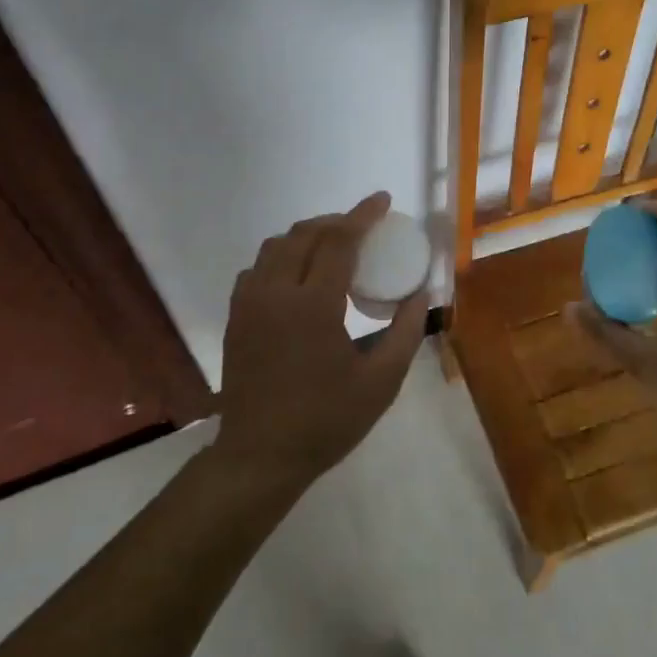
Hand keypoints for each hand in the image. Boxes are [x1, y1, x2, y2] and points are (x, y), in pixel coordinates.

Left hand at [213, 192, 430, 491]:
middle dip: (336, 221)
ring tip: (332, 246)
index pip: (339, 241)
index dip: (362, 215)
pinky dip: (280, 257)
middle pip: (305, 234)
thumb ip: (406, 333)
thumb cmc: (325, 421)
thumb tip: (421, 295)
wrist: (260, 456)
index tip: (382, 200)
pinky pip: (257, 268)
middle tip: (363, 226)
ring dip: (307, 236)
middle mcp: (276, 293)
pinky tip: (296, 275)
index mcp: (313, 305)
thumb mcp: (380, 383)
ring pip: (276, 246)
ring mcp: (249, 303)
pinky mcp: (236, 317)